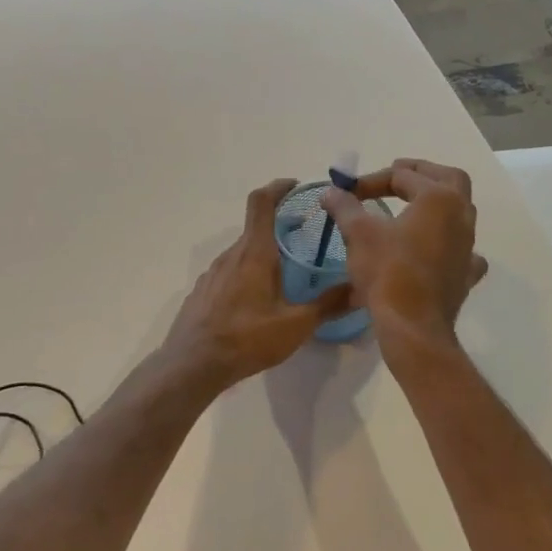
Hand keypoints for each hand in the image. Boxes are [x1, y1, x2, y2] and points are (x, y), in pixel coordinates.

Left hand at [159, 178, 351, 391]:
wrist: (192, 364)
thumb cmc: (246, 338)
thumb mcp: (295, 325)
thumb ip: (328, 304)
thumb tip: (359, 288)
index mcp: (254, 253)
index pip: (261, 202)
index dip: (278, 187)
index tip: (296, 185)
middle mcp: (231, 255)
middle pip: (256, 228)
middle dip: (280, 227)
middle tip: (305, 239)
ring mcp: (212, 273)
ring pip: (243, 253)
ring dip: (264, 253)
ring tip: (285, 274)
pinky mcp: (203, 291)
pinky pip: (229, 272)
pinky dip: (247, 273)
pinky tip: (257, 301)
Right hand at [322, 158, 487, 349]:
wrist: (413, 325)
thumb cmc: (387, 271)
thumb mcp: (359, 233)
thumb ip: (345, 207)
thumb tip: (330, 192)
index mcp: (438, 198)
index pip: (402, 176)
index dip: (371, 180)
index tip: (348, 193)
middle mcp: (461, 215)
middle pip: (449, 178)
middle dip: (421, 173)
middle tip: (397, 174)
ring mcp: (468, 245)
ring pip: (460, 210)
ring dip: (436, 202)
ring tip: (411, 207)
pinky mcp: (466, 272)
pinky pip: (463, 248)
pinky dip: (449, 242)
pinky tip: (436, 248)